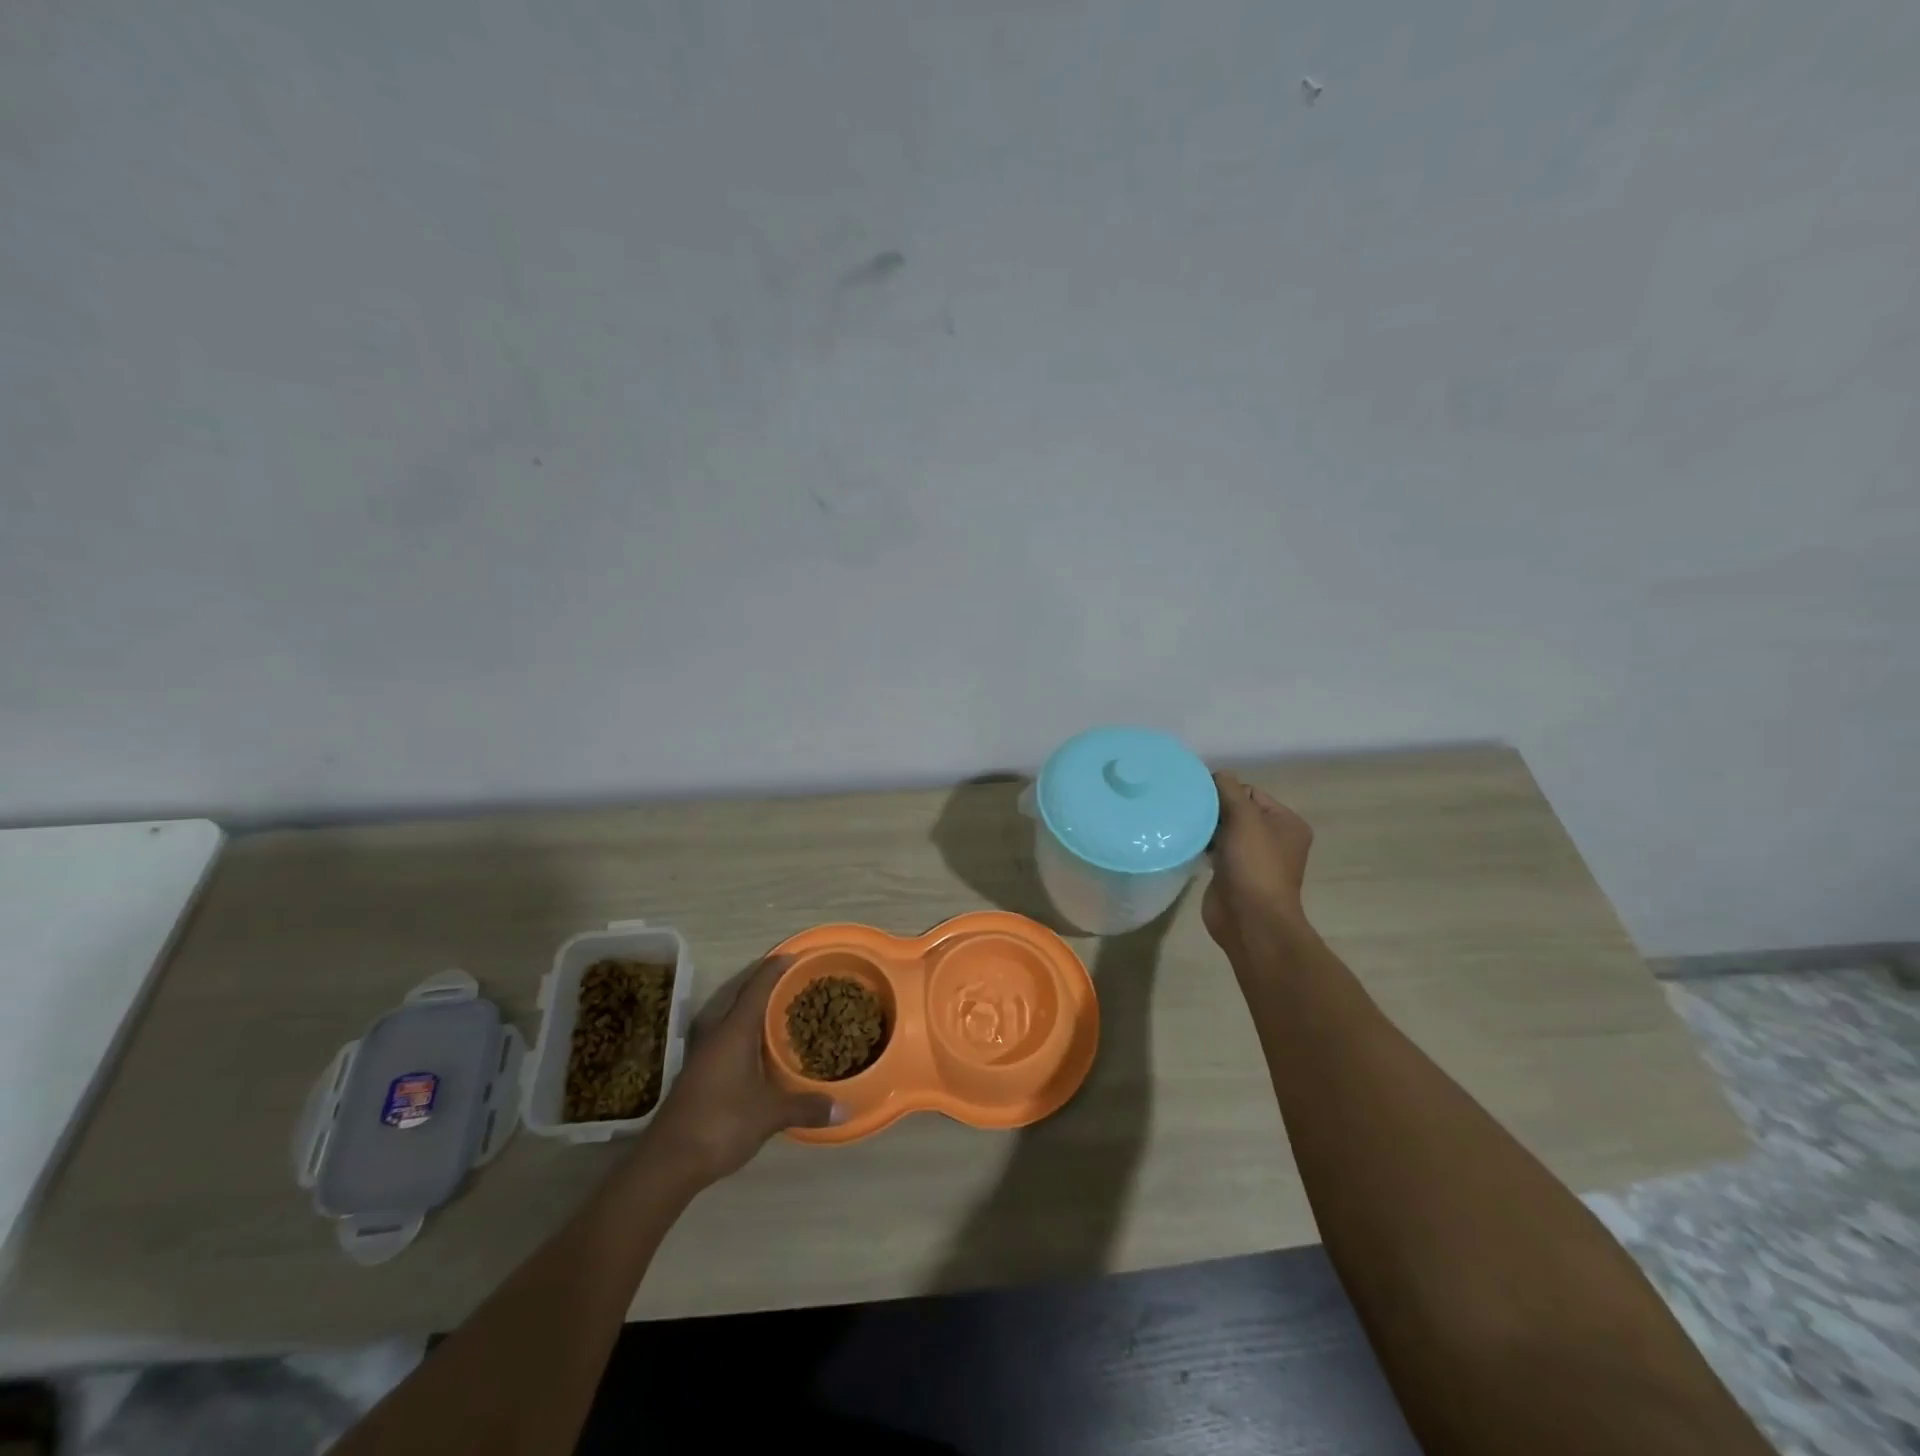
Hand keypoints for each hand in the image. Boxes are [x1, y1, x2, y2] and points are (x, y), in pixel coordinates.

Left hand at [640, 957, 837, 1189]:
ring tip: (784, 1013)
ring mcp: (705, 1055)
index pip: (757, 987)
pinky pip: (729, 1040)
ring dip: (756, 1013)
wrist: (667, 1162)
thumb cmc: (720, 1124)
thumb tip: (844, 1107)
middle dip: (768, 987)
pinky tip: (762, 1051)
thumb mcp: (769, 1115)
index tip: (794, 955)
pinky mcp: (700, 1074)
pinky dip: (748, 1036)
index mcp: (734, 1031)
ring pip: (734, 1021)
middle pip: (744, 999)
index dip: (775, 969)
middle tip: (797, 983)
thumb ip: (806, 1106)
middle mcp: (717, 1035)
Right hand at [1202, 772, 1314, 951]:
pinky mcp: (1232, 874)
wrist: (1250, 919)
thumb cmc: (1254, 865)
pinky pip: (1214, 850)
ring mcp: (1252, 859)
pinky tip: (1185, 842)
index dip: (1226, 791)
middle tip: (1188, 808)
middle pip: (1237, 810)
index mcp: (1286, 823)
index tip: (1200, 795)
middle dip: (1214, 808)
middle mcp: (1273, 839)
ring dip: (1205, 827)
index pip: (1250, 792)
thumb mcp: (1245, 819)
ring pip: (1223, 830)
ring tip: (1183, 823)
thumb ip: (1229, 791)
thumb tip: (1217, 774)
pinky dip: (1201, 845)